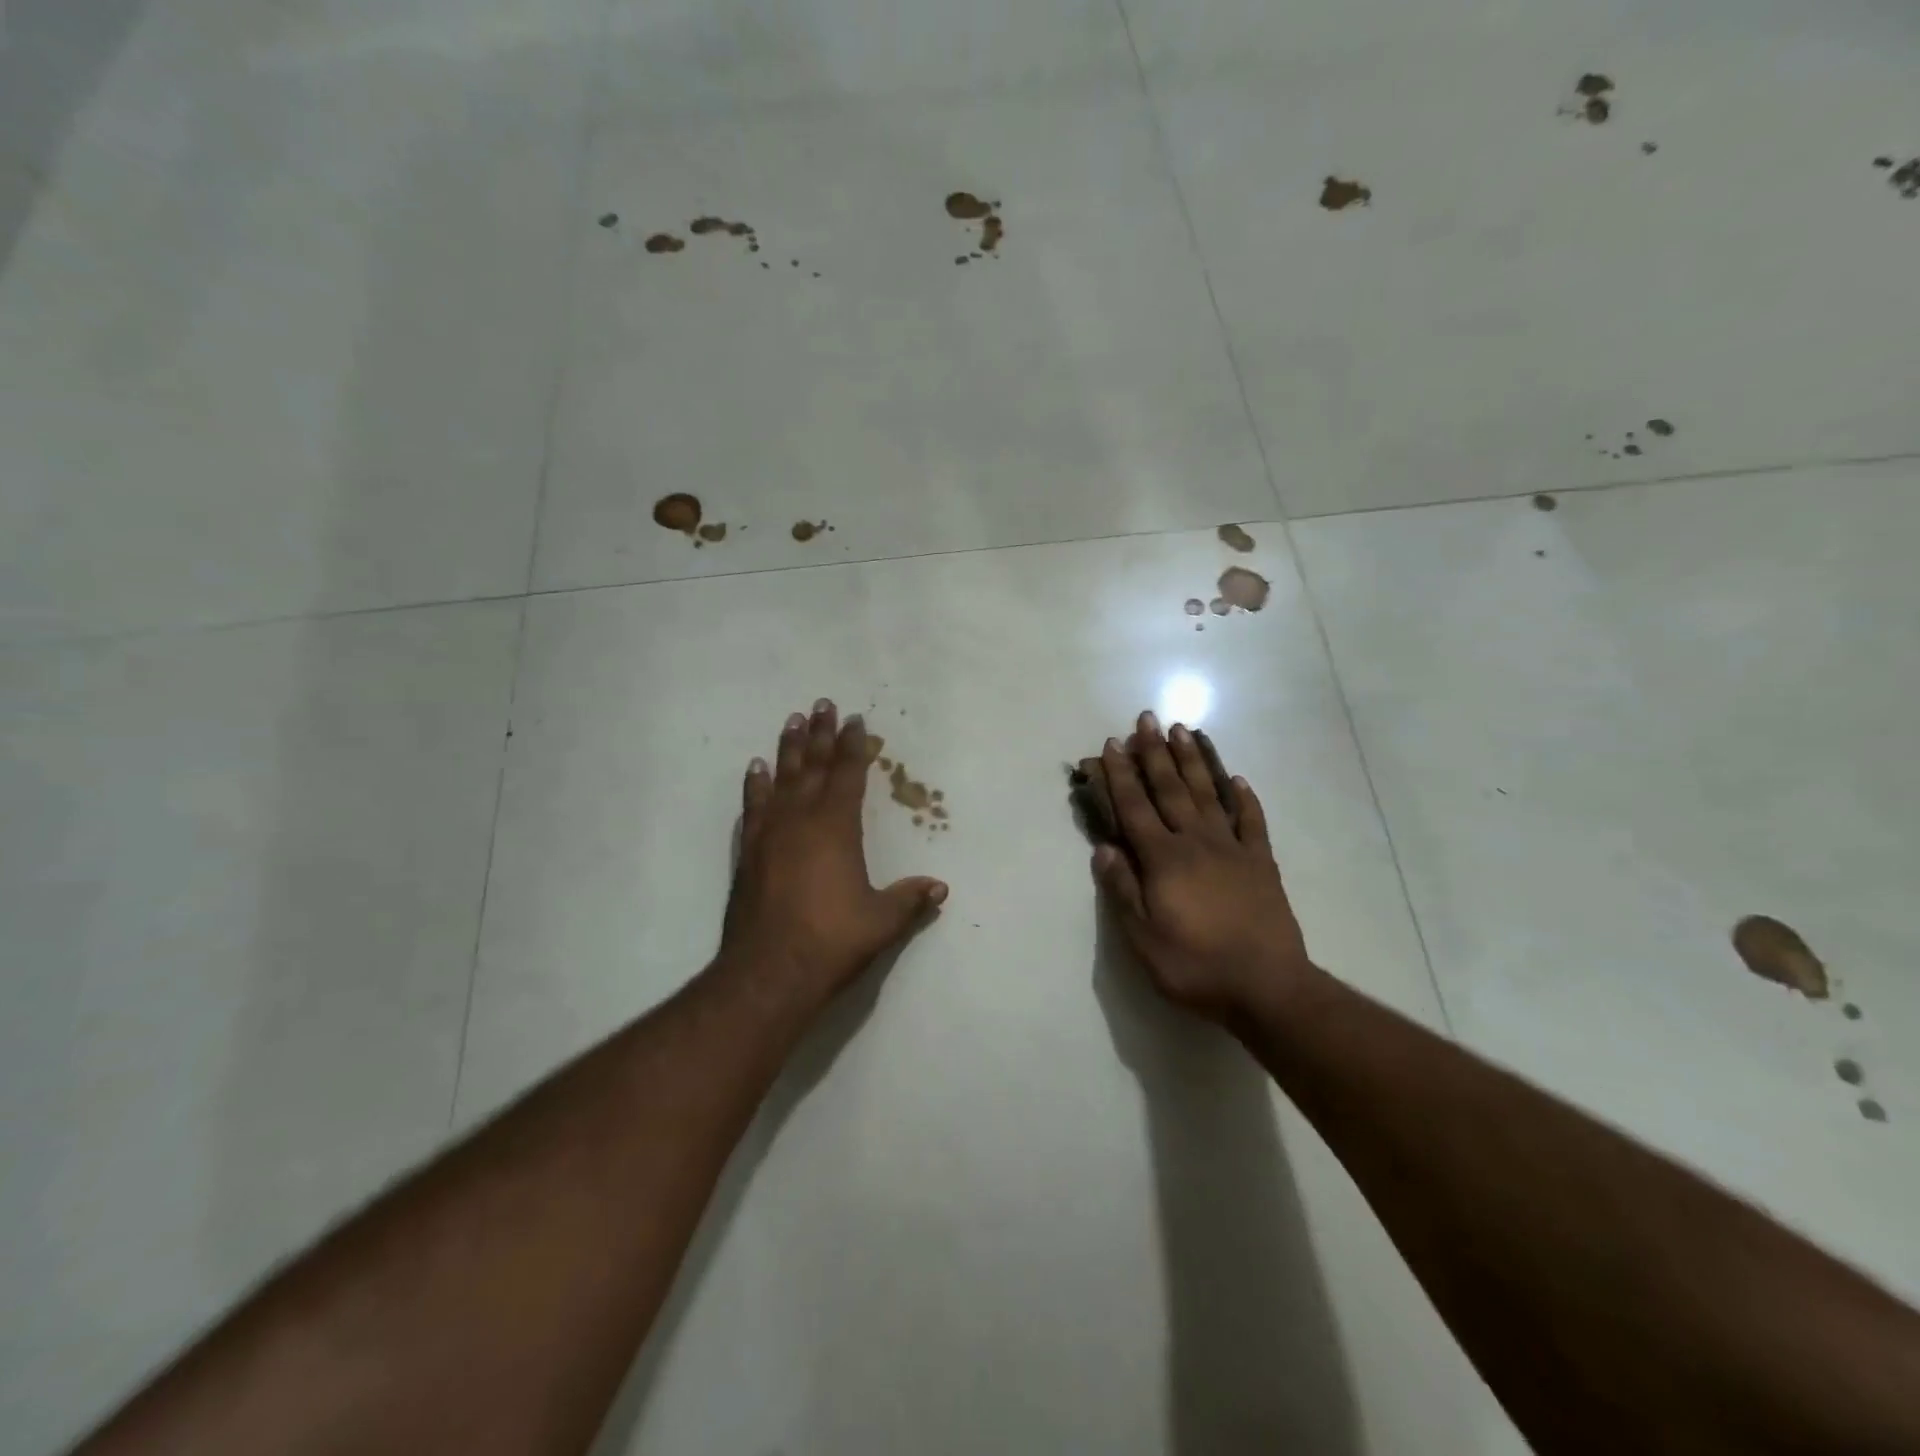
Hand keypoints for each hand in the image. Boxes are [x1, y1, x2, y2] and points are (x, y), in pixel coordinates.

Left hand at [721, 698, 946, 1013]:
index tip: (855, 720)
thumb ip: (909, 900)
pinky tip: (756, 769)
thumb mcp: (881, 922)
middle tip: (821, 704)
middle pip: (813, 766)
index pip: (848, 775)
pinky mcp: (749, 853)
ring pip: (781, 779)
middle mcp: (802, 821)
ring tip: (791, 721)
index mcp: (837, 828)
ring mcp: (770, 834)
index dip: (854, 746)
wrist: (768, 972)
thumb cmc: (831, 940)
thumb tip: (940, 887)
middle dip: (820, 734)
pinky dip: (755, 785)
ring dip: (788, 749)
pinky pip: (753, 806)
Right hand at [1091, 712, 1318, 1024]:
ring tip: (1182, 731)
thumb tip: (1103, 848)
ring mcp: (1233, 849)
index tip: (1109, 745)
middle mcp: (1196, 842)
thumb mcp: (1143, 939)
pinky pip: (1251, 821)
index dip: (1120, 776)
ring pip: (1208, 794)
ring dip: (1193, 761)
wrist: (1268, 988)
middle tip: (1146, 719)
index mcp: (1163, 860)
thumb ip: (1122, 890)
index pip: (1135, 808)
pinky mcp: (1261, 863)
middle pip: (1170, 789)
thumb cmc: (1195, 966)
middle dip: (1154, 753)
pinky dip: (1244, 798)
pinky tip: (1237, 779)